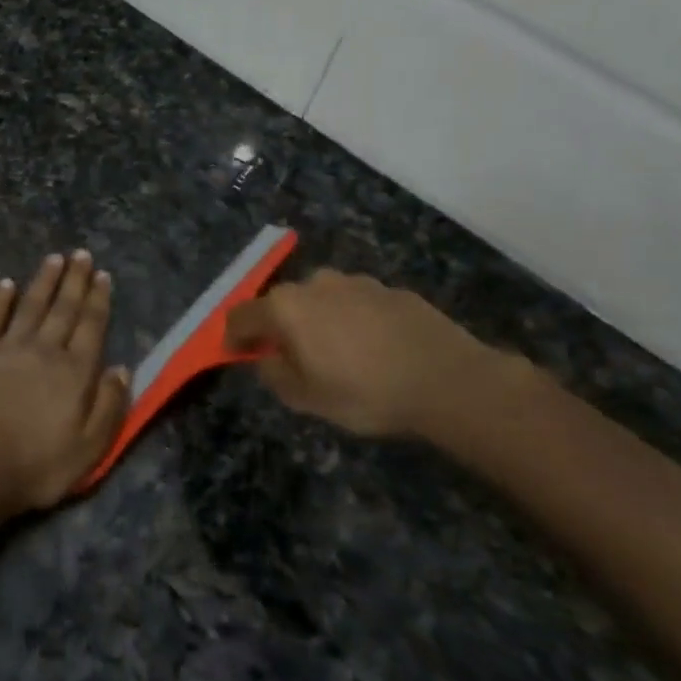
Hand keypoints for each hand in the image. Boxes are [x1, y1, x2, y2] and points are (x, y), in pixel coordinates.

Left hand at [0, 250, 130, 513]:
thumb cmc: (38, 465)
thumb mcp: (89, 447)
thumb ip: (110, 405)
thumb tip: (122, 368)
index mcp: (75, 371)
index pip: (91, 326)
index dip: (98, 299)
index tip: (103, 275)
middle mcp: (45, 350)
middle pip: (63, 308)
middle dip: (75, 279)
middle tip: (81, 254)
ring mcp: (9, 349)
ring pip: (31, 305)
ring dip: (44, 280)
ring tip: (54, 258)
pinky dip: (0, 300)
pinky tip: (6, 283)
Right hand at [224, 269, 505, 442]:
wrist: (447, 379)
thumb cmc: (365, 392)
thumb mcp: (306, 398)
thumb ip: (274, 374)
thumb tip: (267, 358)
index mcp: (286, 307)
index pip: (241, 316)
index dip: (233, 338)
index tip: (238, 356)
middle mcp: (315, 284)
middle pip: (281, 304)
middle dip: (279, 328)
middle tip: (292, 360)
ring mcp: (355, 282)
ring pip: (320, 300)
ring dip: (317, 322)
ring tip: (337, 355)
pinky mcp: (388, 289)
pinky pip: (355, 304)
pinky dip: (351, 321)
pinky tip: (372, 349)